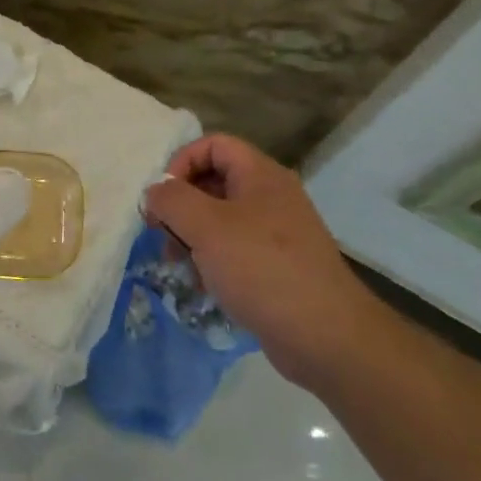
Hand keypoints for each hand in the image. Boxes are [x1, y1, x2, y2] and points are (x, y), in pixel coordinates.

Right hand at [143, 134, 370, 386]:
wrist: (325, 335)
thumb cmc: (261, 269)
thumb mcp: (206, 227)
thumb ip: (172, 200)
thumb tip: (155, 191)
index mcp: (260, 175)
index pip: (213, 144)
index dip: (181, 162)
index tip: (162, 198)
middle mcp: (271, 196)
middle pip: (214, 181)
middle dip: (182, 205)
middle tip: (162, 235)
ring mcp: (277, 232)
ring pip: (221, 219)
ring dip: (192, 237)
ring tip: (179, 266)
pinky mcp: (278, 266)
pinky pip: (235, 249)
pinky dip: (213, 261)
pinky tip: (203, 287)